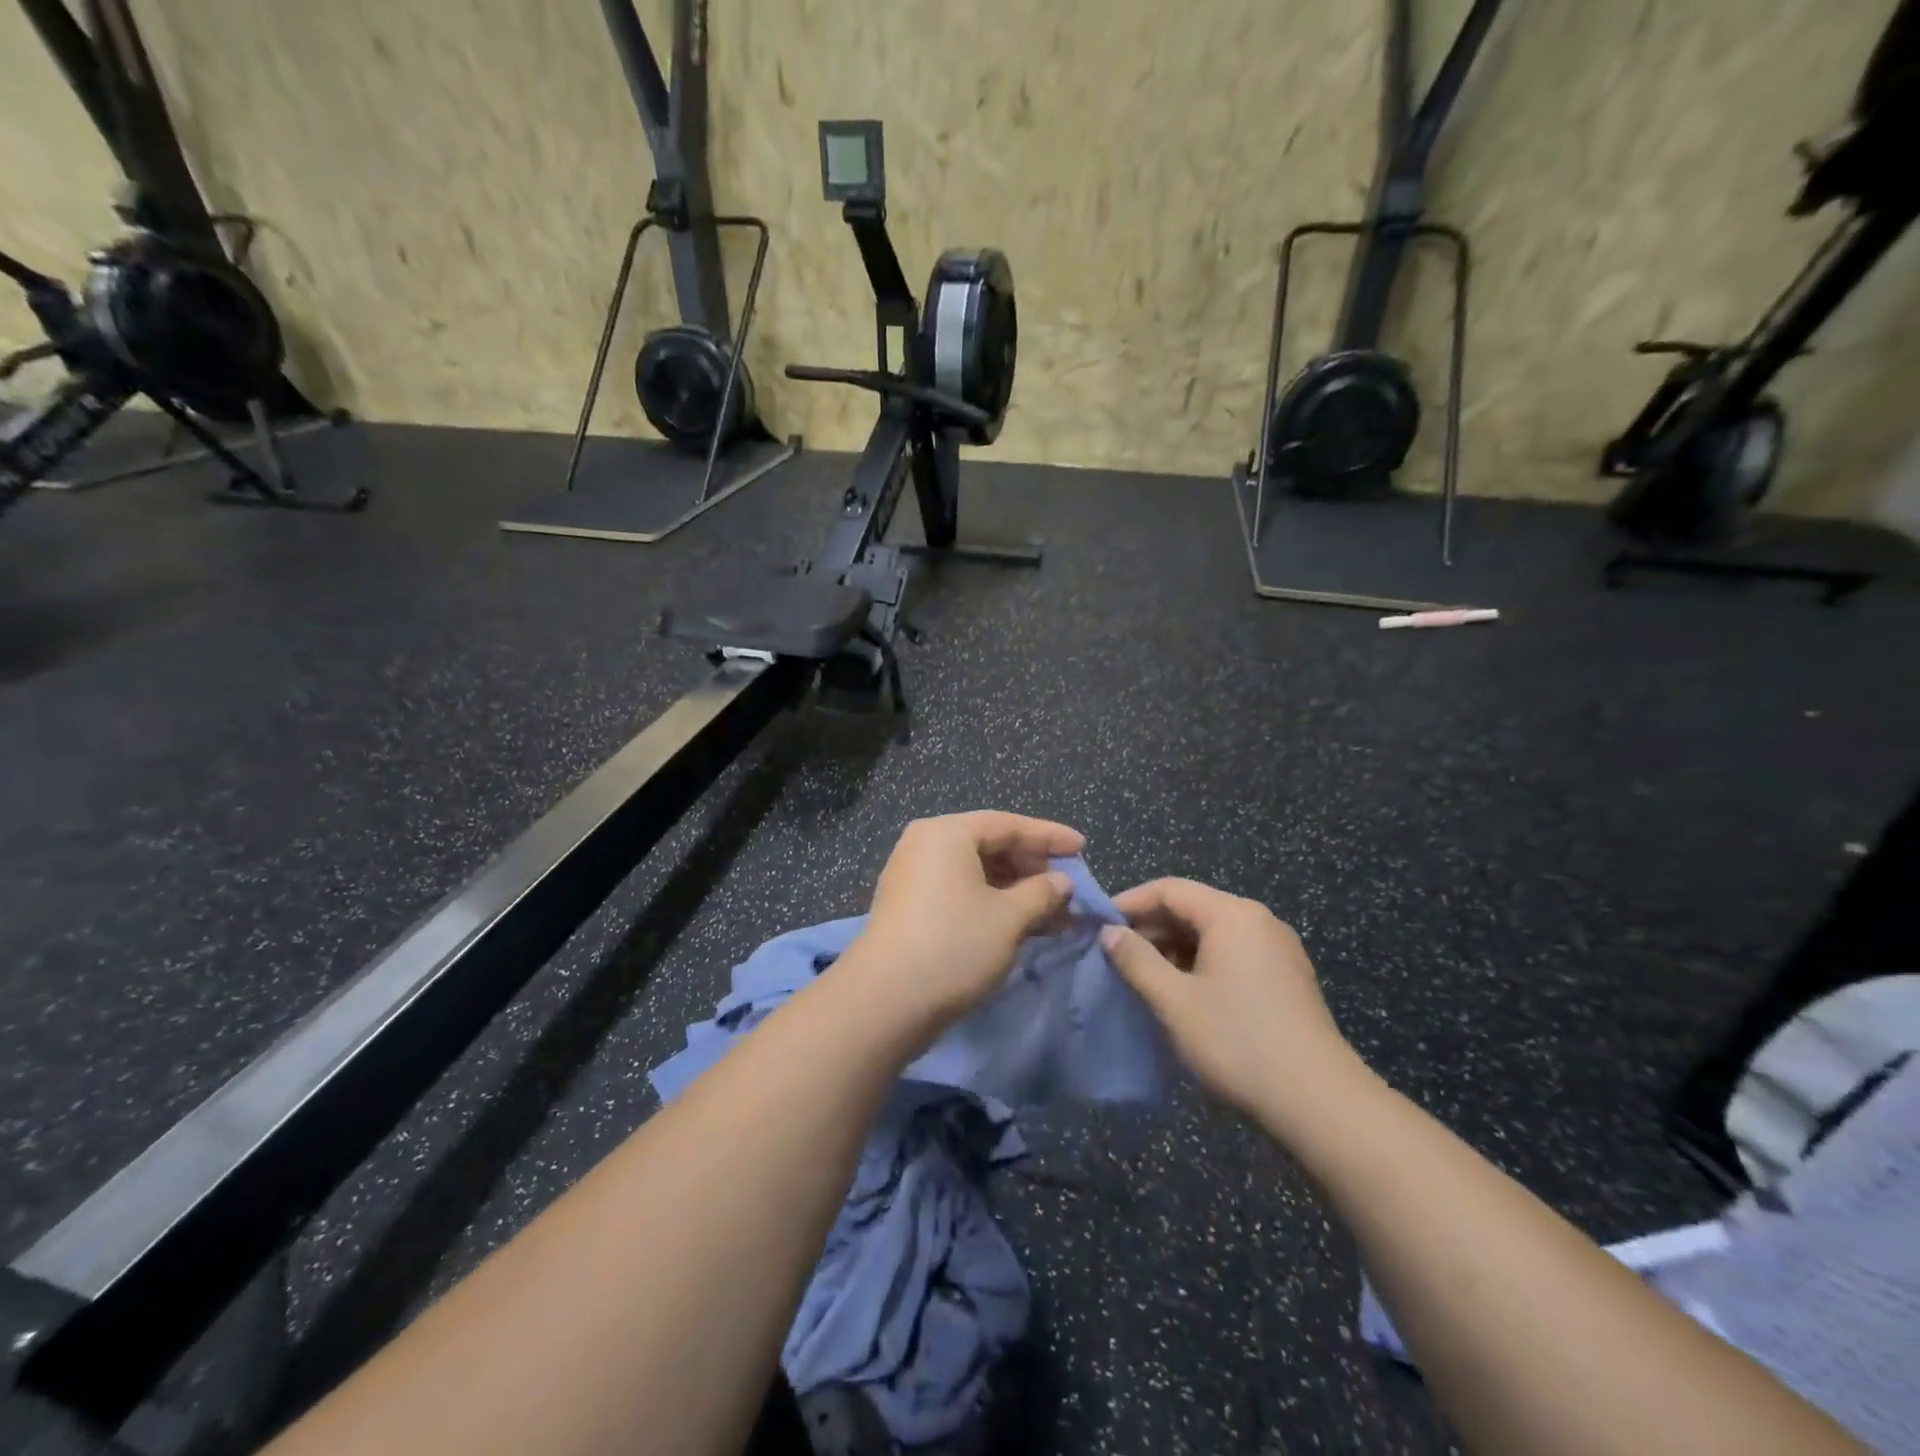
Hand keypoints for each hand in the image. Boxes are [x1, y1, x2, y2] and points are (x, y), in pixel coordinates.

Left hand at [847, 811, 1082, 1034]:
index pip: (1008, 823)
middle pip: (990, 845)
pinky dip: (992, 903)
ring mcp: (913, 876)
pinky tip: (1021, 925)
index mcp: (947, 833)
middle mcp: (926, 845)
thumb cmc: (954, 945)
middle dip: (1033, 868)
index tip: (1082, 848)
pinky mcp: (909, 907)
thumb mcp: (1009, 918)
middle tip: (1069, 889)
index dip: (1049, 836)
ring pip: (976, 872)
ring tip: (1054, 914)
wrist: (884, 1001)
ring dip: (1016, 891)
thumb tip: (1061, 882)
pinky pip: (960, 891)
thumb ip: (1042, 893)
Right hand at [1102, 879, 1357, 1123]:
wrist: (1320, 1103)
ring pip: (1213, 933)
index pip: (1170, 889)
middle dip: (1151, 928)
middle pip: (1193, 908)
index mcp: (1232, 915)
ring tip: (1142, 977)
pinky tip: (1182, 994)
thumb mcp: (1174, 1001)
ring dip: (1174, 949)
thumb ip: (1136, 960)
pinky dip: (1200, 964)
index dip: (1130, 902)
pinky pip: (1233, 954)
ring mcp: (1278, 950)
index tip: (1098, 925)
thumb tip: (1110, 932)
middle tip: (1114, 955)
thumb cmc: (1237, 1042)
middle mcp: (1258, 921)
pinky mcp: (1287, 978)